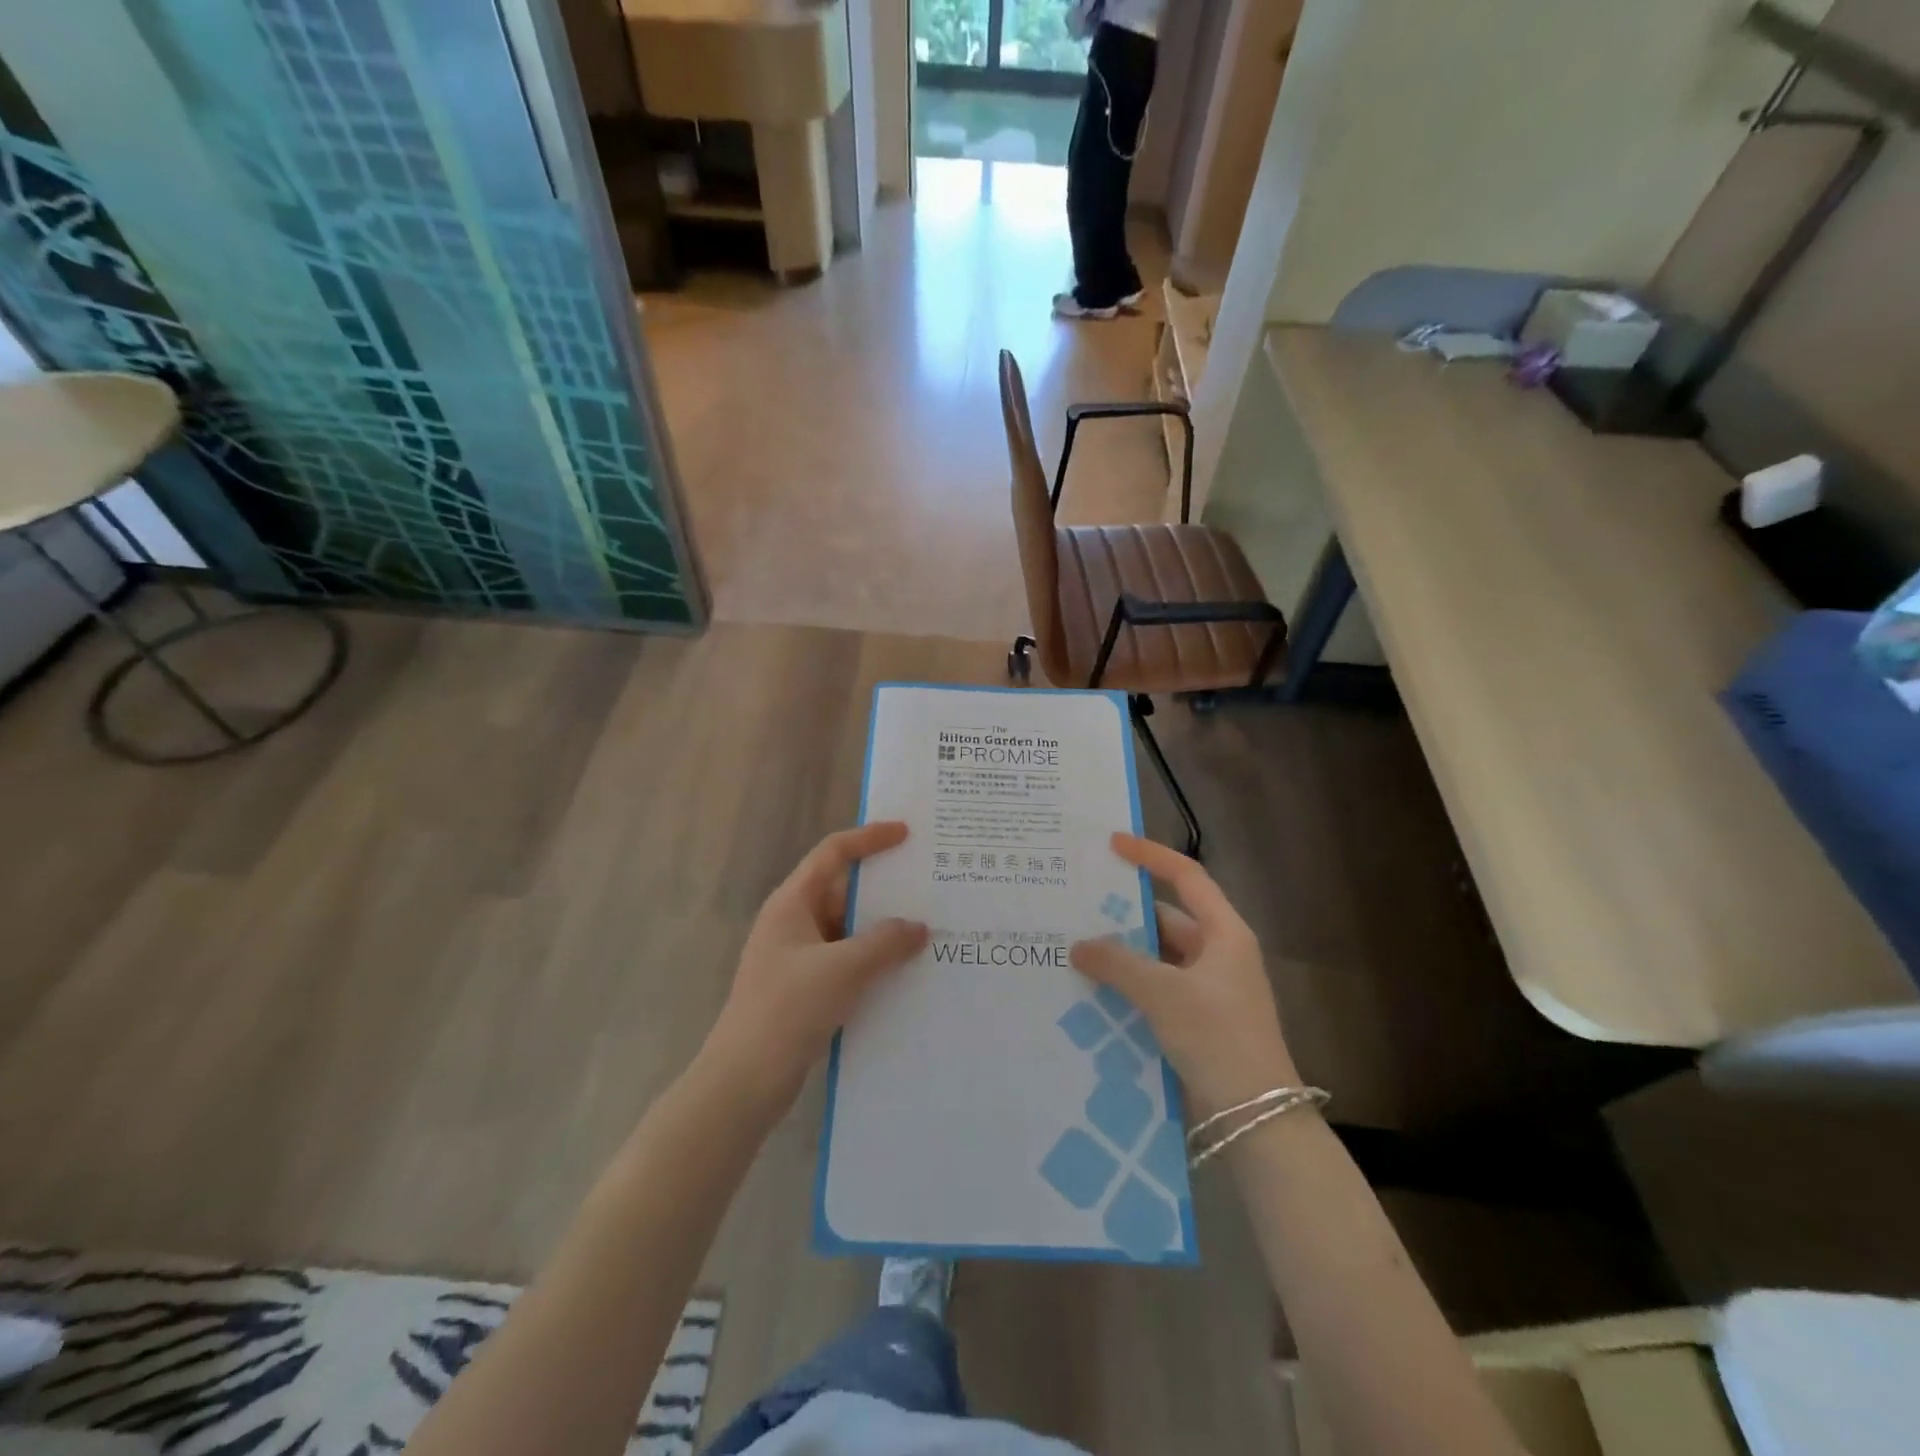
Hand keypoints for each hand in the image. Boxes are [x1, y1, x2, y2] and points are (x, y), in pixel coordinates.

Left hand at [699, 822, 928, 1112]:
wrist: (744, 1080)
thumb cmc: (789, 1009)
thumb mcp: (844, 969)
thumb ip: (886, 942)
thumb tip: (918, 927)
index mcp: (792, 903)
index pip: (833, 853)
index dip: (868, 838)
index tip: (906, 833)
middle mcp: (793, 922)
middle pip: (843, 890)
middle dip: (884, 888)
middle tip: (928, 884)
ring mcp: (797, 958)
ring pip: (847, 929)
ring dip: (881, 929)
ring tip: (928, 928)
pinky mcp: (804, 990)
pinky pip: (846, 961)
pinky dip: (873, 960)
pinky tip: (904, 972)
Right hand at [1070, 833, 1299, 1117]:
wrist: (1255, 1118)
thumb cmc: (1217, 1037)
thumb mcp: (1164, 993)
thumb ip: (1118, 963)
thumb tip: (1079, 945)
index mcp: (1224, 934)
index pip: (1186, 877)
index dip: (1150, 856)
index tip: (1112, 844)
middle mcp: (1217, 954)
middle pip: (1165, 919)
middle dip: (1123, 916)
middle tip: (1076, 907)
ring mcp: (1207, 990)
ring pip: (1156, 958)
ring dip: (1122, 956)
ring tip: (1074, 948)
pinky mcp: (1195, 1020)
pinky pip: (1155, 990)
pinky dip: (1128, 986)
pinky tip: (1092, 990)